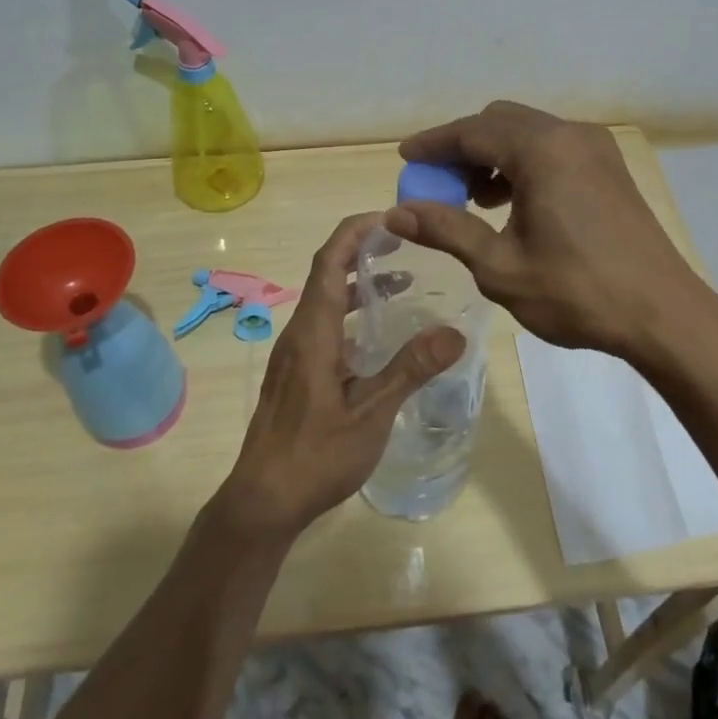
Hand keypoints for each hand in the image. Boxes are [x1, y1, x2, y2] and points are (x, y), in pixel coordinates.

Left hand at [214, 213, 464, 539]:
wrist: (262, 501)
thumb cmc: (315, 456)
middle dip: (361, 249)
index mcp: (313, 332)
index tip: (390, 217)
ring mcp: (294, 354)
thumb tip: (455, 331)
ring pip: (324, 301)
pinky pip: (324, 325)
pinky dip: (351, 313)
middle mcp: (299, 333)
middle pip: (325, 273)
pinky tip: (378, 335)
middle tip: (404, 241)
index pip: (329, 261)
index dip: (355, 231)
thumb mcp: (371, 414)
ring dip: (357, 282)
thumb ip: (410, 369)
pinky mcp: (296, 374)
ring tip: (401, 279)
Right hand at [388, 101, 704, 359]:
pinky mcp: (609, 166)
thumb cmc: (577, 292)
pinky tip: (513, 203)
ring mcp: (595, 147)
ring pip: (527, 132)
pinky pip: (552, 147)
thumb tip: (395, 212)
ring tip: (473, 201)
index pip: (471, 132)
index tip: (405, 159)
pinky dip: (523, 163)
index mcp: (541, 150)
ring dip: (493, 155)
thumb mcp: (500, 266)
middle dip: (462, 148)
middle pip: (499, 122)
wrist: (663, 313)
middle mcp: (569, 134)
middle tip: (438, 185)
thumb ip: (446, 229)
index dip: (433, 144)